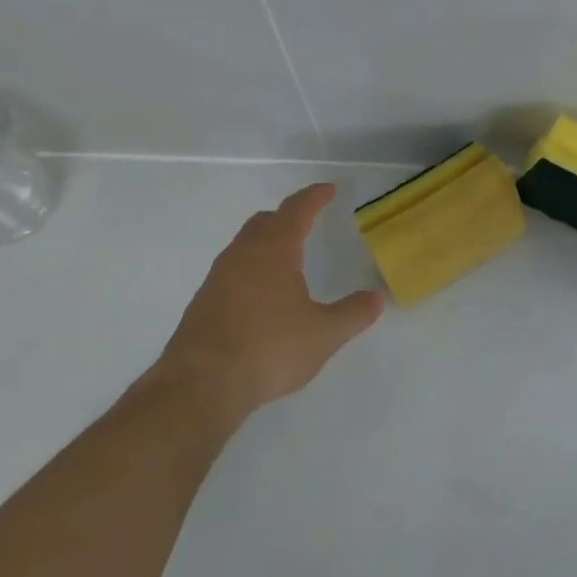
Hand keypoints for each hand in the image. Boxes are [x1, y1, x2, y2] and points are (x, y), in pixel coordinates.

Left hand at [147, 183, 383, 438]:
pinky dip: (250, 271)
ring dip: (265, 243)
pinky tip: (260, 297)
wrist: (199, 387)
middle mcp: (242, 256)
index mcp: (274, 251)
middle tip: (305, 220)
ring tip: (285, 259)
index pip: (296, 210)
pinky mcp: (202, 306)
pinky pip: (231, 273)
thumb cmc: (269, 349)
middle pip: (263, 222)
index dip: (314, 197)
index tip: (328, 190)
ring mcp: (217, 280)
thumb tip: (377, 297)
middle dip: (286, 217)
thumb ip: (353, 313)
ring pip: (243, 247)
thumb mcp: (324, 334)